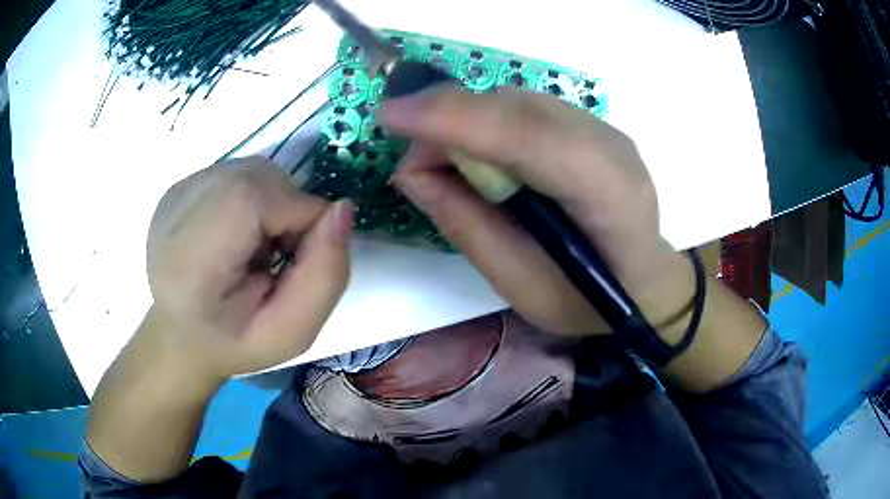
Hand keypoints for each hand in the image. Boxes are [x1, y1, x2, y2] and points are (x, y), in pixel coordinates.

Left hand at [146, 157, 352, 381]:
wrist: (179, 335)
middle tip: (277, 257)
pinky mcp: (180, 185)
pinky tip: (236, 233)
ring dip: (272, 202)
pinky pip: (237, 172)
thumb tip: (342, 208)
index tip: (298, 259)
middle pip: (260, 176)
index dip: (299, 220)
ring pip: (253, 169)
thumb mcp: (291, 334)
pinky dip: (253, 196)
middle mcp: (178, 209)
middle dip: (288, 210)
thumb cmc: (233, 343)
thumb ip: (325, 276)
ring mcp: (177, 192)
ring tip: (255, 246)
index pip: (262, 198)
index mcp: (194, 257)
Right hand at [378, 88, 691, 335]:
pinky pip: (525, 108)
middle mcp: (609, 145)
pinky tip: (478, 153)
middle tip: (412, 160)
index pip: (525, 137)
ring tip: (443, 161)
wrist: (644, 282)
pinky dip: (488, 122)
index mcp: (606, 195)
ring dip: (466, 120)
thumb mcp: (521, 287)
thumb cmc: (587, 303)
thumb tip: (411, 172)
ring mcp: (604, 128)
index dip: (453, 119)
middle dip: (448, 119)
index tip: (389, 116)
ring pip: (516, 101)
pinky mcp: (592, 125)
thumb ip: (467, 225)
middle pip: (515, 107)